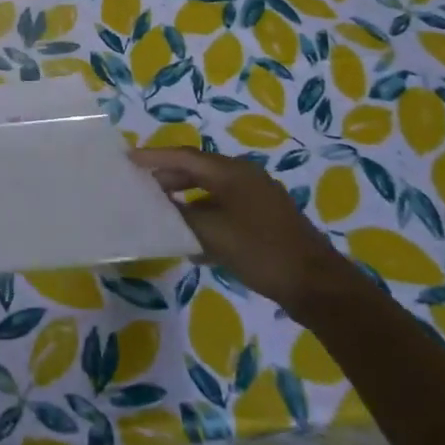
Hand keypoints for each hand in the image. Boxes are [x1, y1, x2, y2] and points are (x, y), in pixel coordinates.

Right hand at [130, 149, 350, 311]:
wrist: (317, 286)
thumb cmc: (261, 251)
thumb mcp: (213, 233)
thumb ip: (181, 216)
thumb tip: (160, 205)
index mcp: (232, 172)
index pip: (184, 157)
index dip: (154, 157)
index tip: (127, 159)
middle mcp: (244, 177)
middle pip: (197, 170)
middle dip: (168, 177)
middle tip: (140, 186)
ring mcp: (257, 199)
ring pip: (211, 192)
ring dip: (185, 199)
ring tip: (160, 211)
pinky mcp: (264, 221)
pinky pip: (224, 210)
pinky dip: (204, 217)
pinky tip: (192, 241)